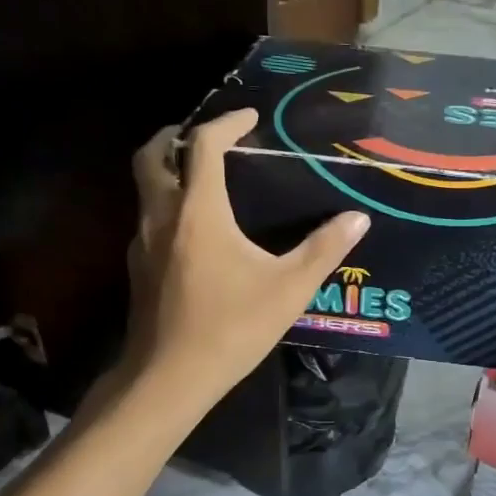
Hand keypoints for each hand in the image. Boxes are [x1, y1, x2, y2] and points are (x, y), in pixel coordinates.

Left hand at [126, 110, 368, 401]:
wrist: (169, 378)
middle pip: (153, 155)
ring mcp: (143, 243)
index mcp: (198, 211)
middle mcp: (162, 216)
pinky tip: (193, 228)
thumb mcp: (289, 289)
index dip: (226, 122)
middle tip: (207, 135)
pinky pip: (147, 216)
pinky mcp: (137, 268)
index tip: (250, 117)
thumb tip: (358, 219)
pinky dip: (166, 202)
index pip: (204, 145)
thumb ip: (324, 249)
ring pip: (144, 187)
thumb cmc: (231, 328)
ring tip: (201, 174)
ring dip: (167, 168)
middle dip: (176, 135)